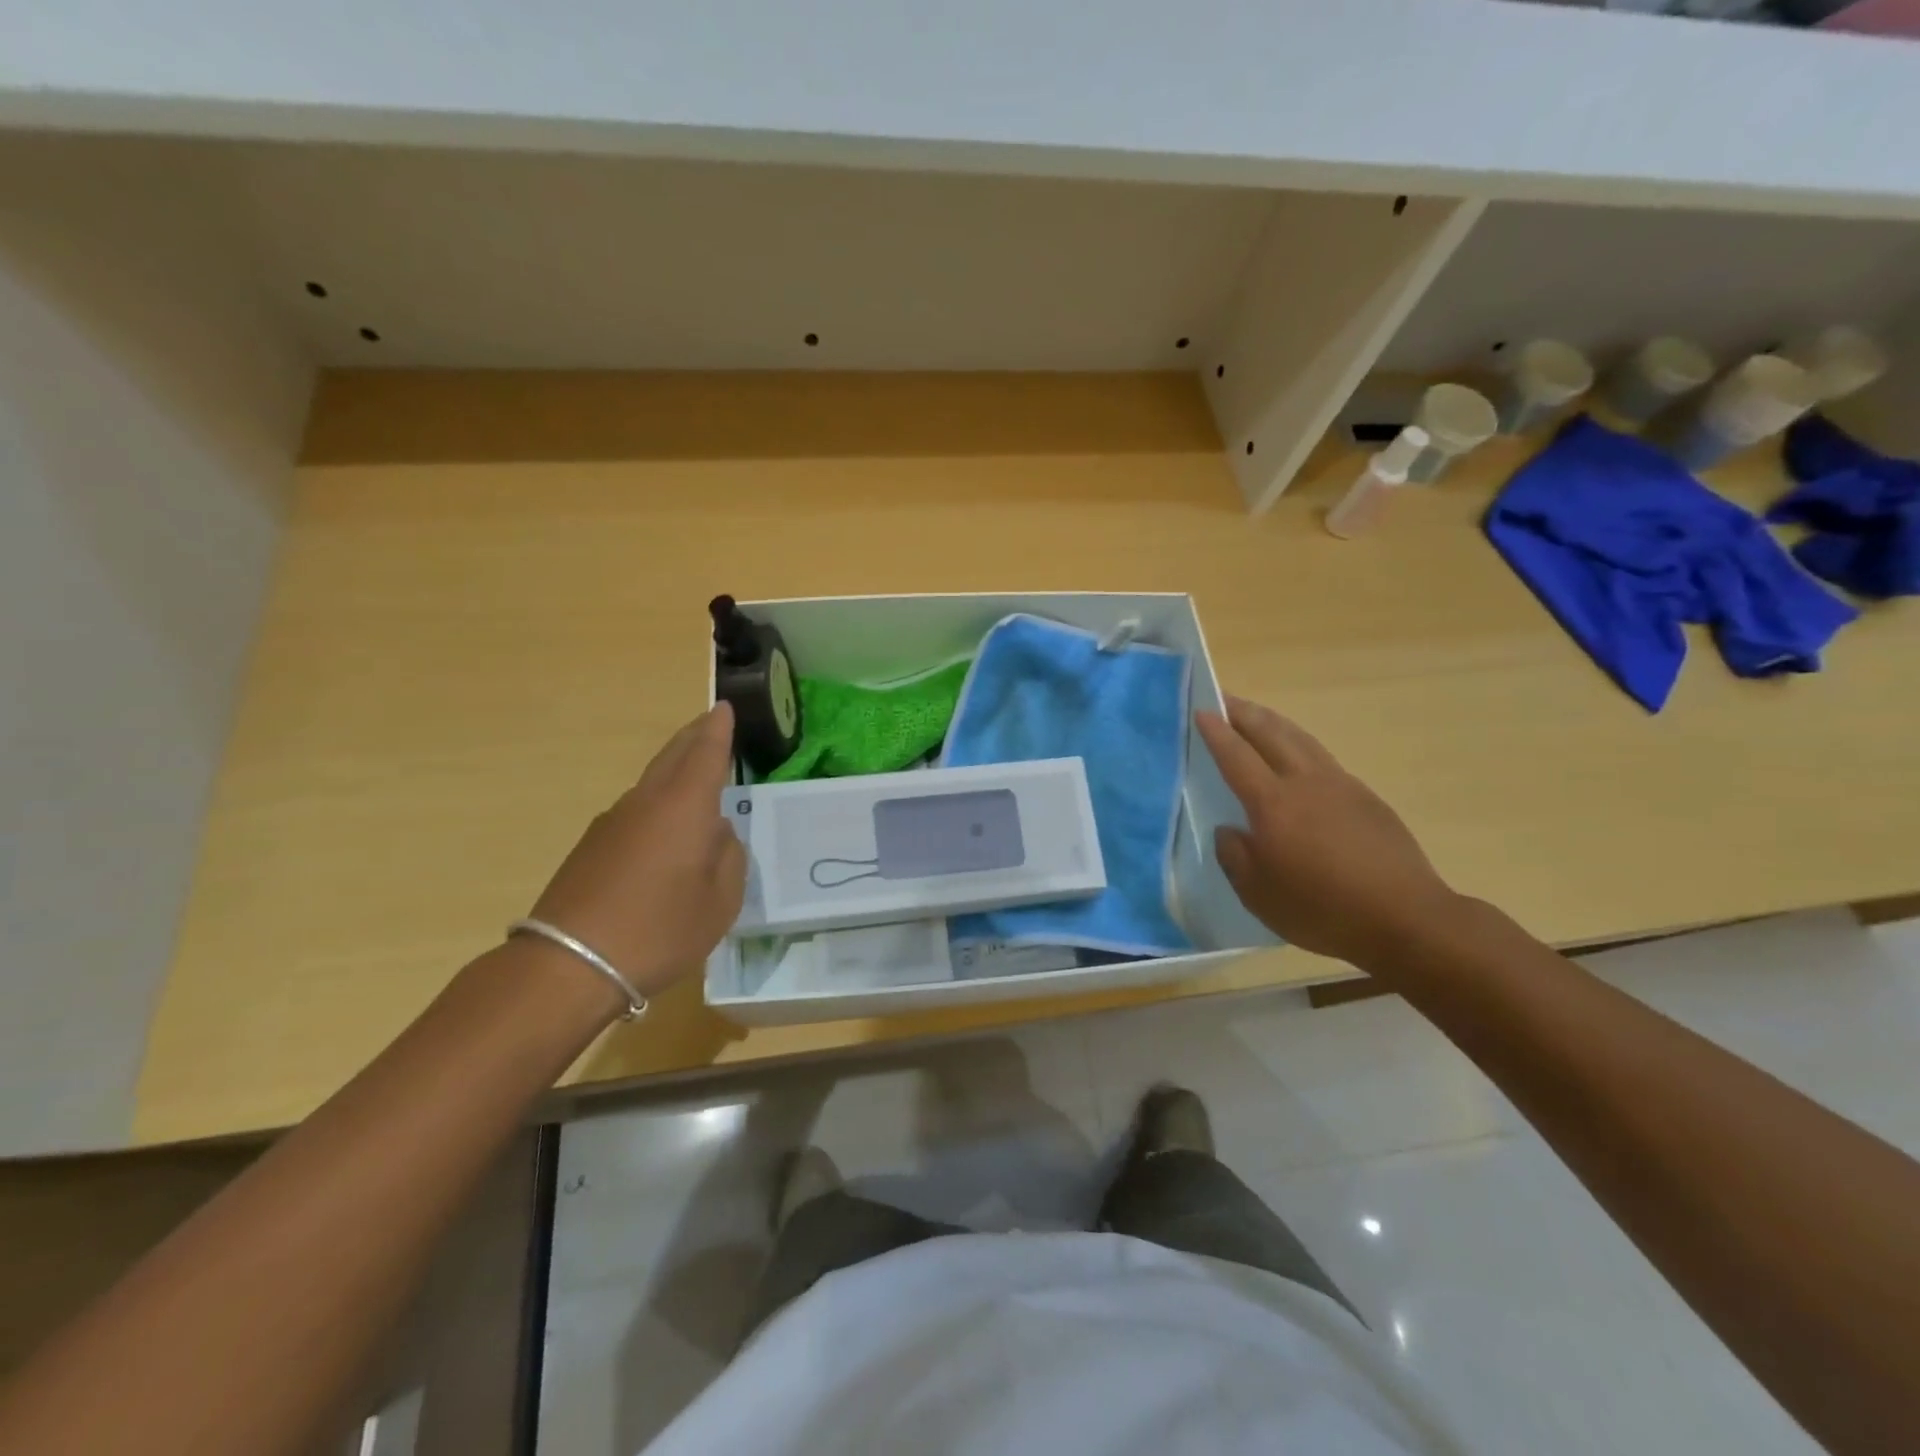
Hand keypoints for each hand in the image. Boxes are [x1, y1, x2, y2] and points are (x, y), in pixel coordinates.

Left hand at [529, 703, 746, 996]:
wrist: (568, 965)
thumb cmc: (659, 929)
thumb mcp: (720, 901)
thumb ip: (729, 859)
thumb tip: (718, 834)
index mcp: (684, 807)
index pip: (705, 754)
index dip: (718, 730)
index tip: (723, 706)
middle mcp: (646, 803)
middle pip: (671, 757)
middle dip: (692, 737)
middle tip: (709, 722)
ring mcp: (612, 824)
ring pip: (650, 785)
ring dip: (673, 772)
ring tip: (694, 778)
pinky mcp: (591, 849)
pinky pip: (635, 814)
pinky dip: (656, 807)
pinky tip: (664, 833)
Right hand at [1197, 696, 1460, 967]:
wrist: (1406, 918)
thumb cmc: (1322, 910)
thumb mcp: (1258, 895)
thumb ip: (1234, 856)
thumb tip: (1229, 830)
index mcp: (1273, 804)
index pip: (1236, 756)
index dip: (1216, 732)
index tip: (1201, 710)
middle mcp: (1306, 783)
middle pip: (1271, 733)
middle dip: (1244, 712)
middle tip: (1224, 697)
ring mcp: (1341, 786)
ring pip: (1301, 739)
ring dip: (1274, 722)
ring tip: (1257, 715)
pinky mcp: (1366, 798)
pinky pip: (1323, 758)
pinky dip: (1300, 745)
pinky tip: (1298, 758)